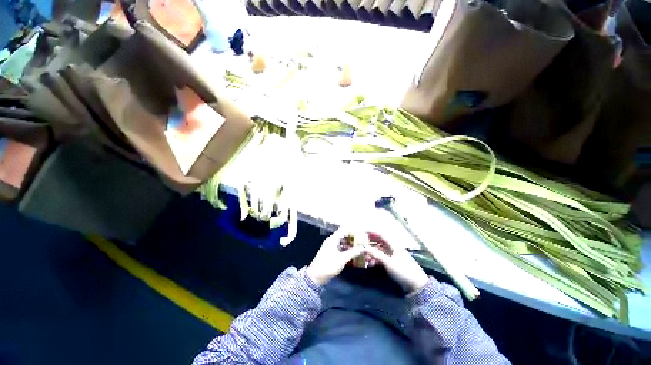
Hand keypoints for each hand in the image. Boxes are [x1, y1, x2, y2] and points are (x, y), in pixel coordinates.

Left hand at [306, 229, 364, 285]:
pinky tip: (355, 255)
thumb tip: (363, 247)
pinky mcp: (333, 254)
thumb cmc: (328, 265)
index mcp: (333, 239)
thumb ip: (353, 252)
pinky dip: (348, 251)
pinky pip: (342, 249)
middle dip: (354, 240)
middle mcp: (333, 241)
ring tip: (362, 250)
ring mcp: (332, 247)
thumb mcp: (342, 259)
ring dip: (352, 246)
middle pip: (345, 237)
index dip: (353, 231)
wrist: (316, 277)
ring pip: (344, 243)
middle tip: (364, 243)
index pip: (344, 230)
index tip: (362, 233)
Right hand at [365, 233, 429, 292]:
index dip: (371, 232)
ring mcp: (392, 256)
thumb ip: (376, 254)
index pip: (381, 235)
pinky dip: (375, 260)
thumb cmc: (403, 271)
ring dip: (371, 253)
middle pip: (379, 242)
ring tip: (364, 257)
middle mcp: (392, 248)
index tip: (362, 231)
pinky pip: (381, 258)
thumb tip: (364, 247)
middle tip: (360, 244)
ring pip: (379, 251)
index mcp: (393, 245)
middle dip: (369, 242)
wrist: (416, 286)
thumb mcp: (388, 262)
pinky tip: (370, 264)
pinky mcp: (392, 264)